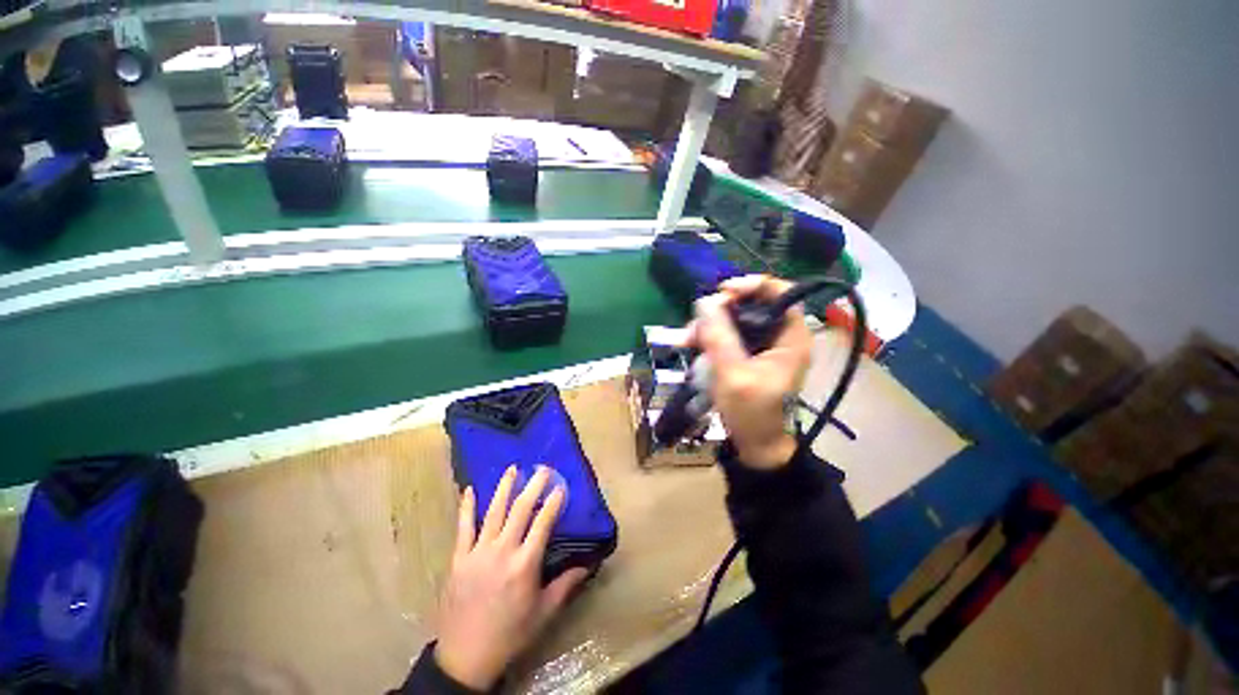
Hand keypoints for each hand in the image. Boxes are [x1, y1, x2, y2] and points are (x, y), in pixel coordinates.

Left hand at [434, 466, 588, 690]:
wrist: (465, 657)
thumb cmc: (510, 634)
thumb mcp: (543, 613)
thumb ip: (566, 585)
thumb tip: (588, 565)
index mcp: (525, 565)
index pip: (542, 524)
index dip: (553, 502)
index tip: (560, 486)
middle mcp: (502, 552)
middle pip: (520, 510)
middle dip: (533, 486)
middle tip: (542, 469)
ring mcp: (478, 553)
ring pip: (493, 512)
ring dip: (504, 488)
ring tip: (512, 469)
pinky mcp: (458, 559)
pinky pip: (463, 528)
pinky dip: (466, 507)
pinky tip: (469, 489)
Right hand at [691, 275, 812, 469]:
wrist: (755, 445)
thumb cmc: (752, 413)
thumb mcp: (733, 375)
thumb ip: (719, 337)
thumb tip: (704, 301)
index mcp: (791, 337)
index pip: (779, 292)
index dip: (751, 285)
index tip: (722, 293)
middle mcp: (779, 335)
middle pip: (751, 304)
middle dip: (720, 310)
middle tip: (695, 324)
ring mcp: (763, 345)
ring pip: (734, 319)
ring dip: (709, 325)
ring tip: (686, 339)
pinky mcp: (747, 354)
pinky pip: (727, 334)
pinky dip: (709, 337)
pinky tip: (691, 345)